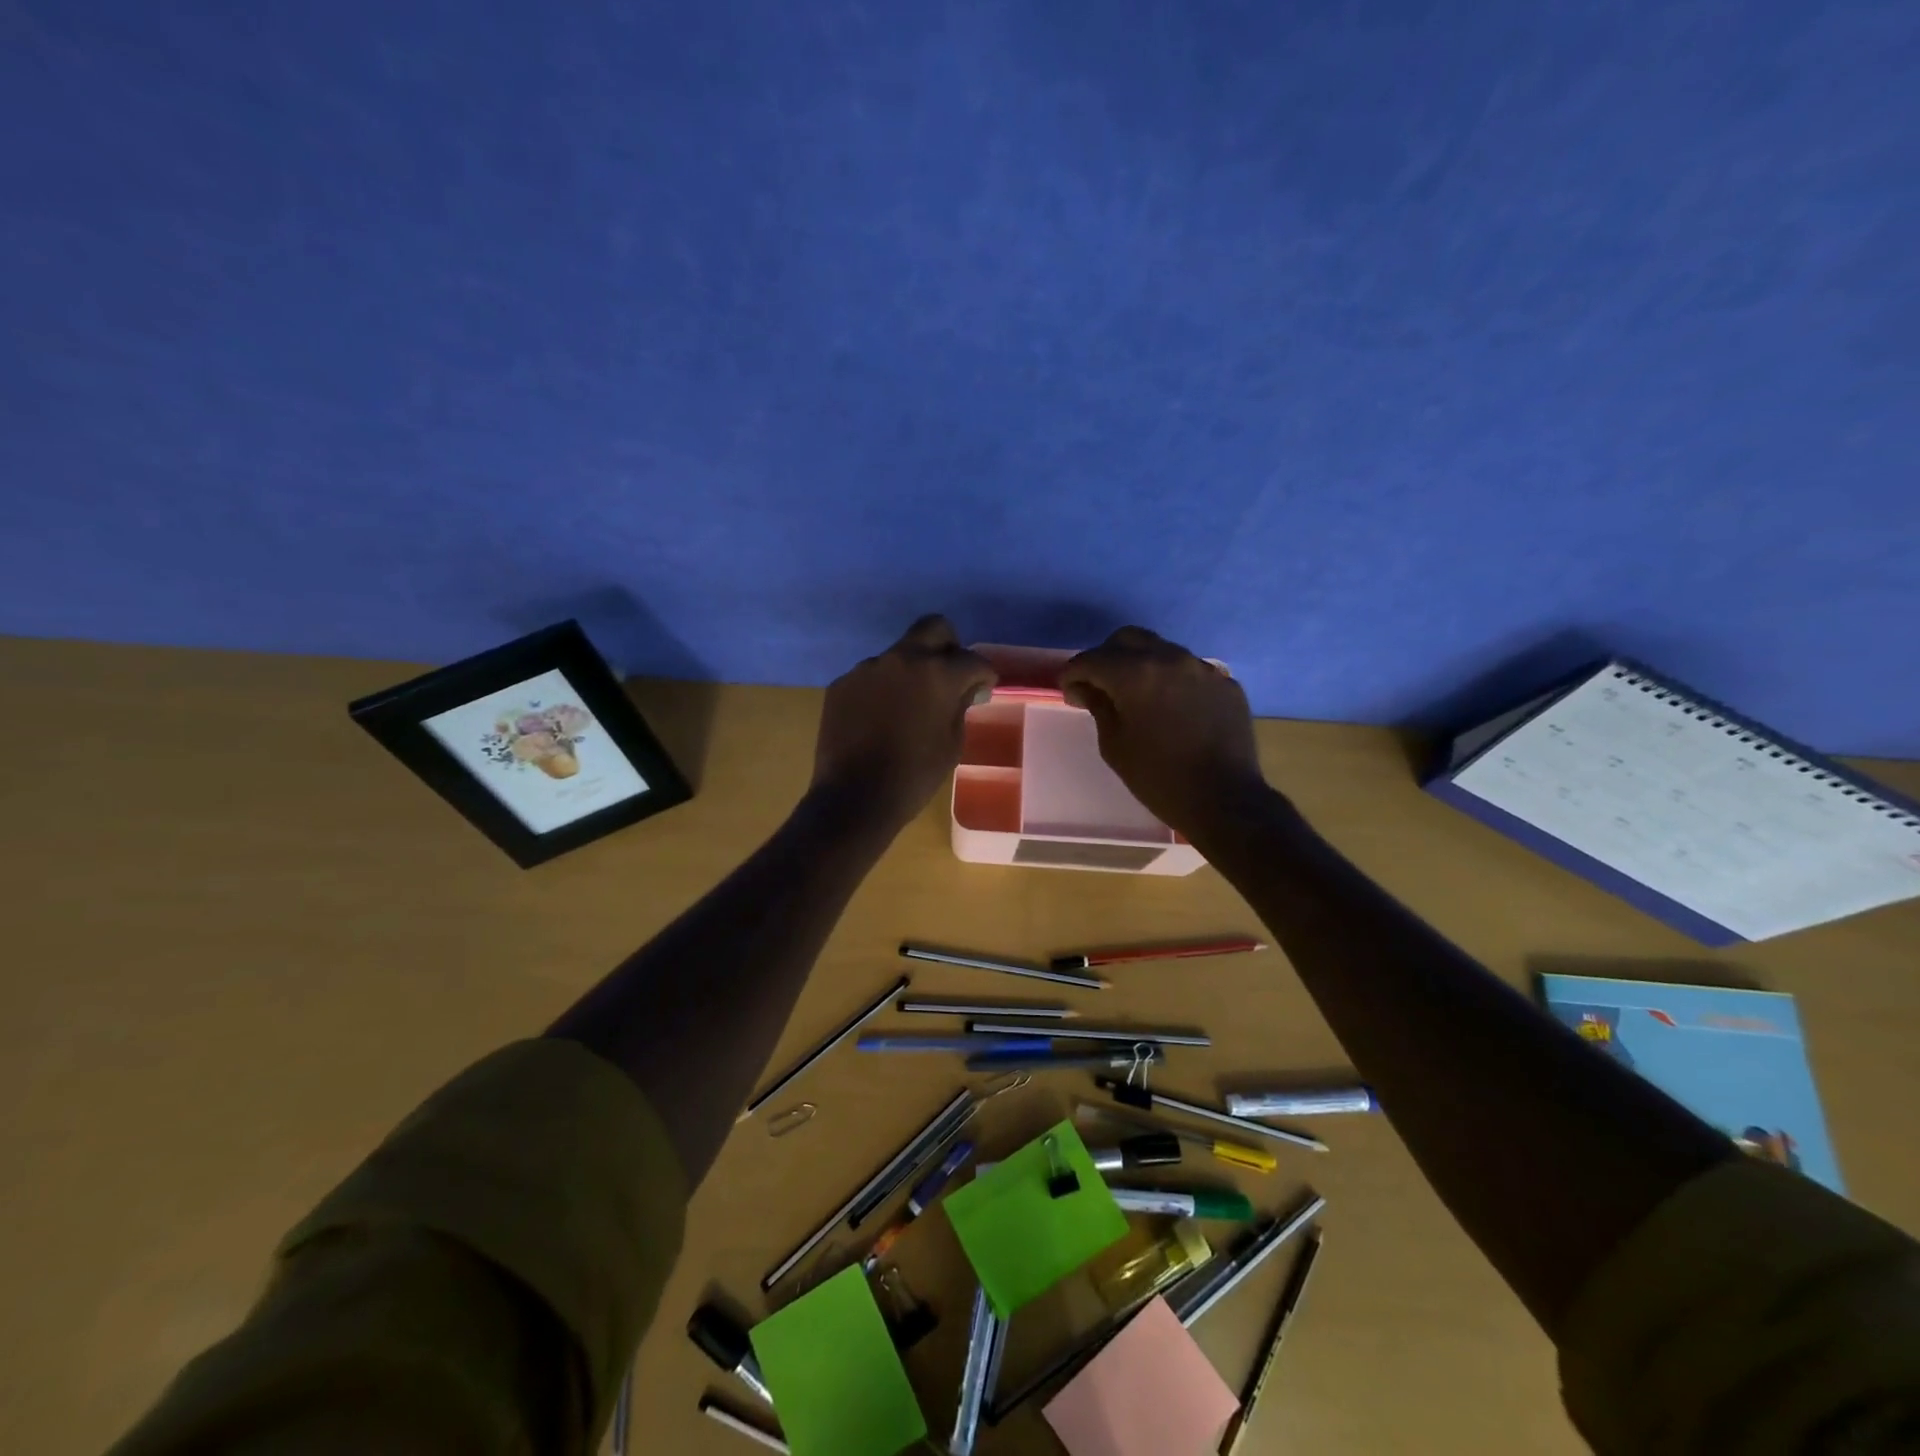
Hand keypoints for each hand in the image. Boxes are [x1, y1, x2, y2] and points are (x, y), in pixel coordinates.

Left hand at [811, 615, 995, 831]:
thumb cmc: (915, 775)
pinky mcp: (842, 683)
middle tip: (950, 674)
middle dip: (949, 646)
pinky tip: (880, 718)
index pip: (972, 659)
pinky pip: (871, 676)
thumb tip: (967, 688)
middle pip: (933, 628)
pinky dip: (882, 689)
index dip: (984, 673)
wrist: (854, 797)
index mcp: (937, 673)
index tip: (983, 687)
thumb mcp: (952, 743)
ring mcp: (868, 668)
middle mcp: (902, 659)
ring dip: (910, 671)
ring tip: (909, 704)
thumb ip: (961, 705)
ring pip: (898, 654)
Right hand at [1060, 627, 1265, 838]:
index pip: (1091, 659)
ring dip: (1141, 665)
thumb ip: (1098, 706)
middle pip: (1127, 639)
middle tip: (1099, 685)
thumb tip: (1084, 688)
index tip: (1069, 691)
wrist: (1223, 799)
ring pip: (1161, 650)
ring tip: (1136, 695)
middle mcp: (1170, 658)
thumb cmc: (1158, 777)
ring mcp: (1202, 668)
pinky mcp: (1225, 683)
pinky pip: (1189, 670)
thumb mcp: (1114, 745)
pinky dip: (1172, 680)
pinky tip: (1171, 707)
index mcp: (1135, 674)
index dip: (1073, 673)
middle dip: (1106, 657)